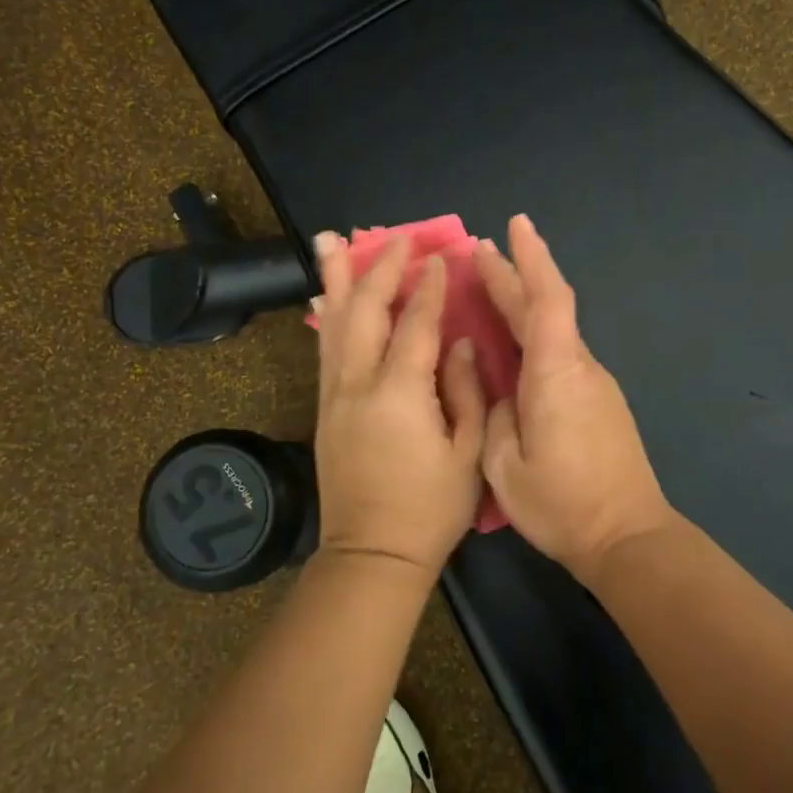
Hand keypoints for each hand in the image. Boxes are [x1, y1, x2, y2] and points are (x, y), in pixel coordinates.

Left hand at [311, 232, 486, 577]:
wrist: (373, 554)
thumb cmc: (430, 509)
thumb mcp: (467, 455)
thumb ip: (467, 392)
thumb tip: (462, 344)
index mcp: (400, 394)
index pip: (415, 325)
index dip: (428, 289)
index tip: (438, 257)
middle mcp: (359, 385)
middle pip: (365, 312)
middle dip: (380, 270)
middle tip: (394, 238)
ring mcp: (335, 396)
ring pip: (334, 324)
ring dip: (336, 280)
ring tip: (331, 241)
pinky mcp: (324, 410)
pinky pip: (325, 351)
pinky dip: (327, 318)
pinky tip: (326, 298)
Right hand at [476, 215, 675, 582]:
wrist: (627, 536)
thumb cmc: (561, 503)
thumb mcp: (502, 465)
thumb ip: (492, 415)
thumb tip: (494, 387)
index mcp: (555, 374)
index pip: (547, 300)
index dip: (531, 258)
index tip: (515, 224)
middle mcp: (579, 368)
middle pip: (548, 308)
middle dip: (515, 275)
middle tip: (479, 252)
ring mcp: (594, 384)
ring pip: (555, 331)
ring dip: (523, 304)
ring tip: (488, 289)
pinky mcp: (598, 402)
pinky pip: (560, 354)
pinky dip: (533, 335)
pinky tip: (512, 345)